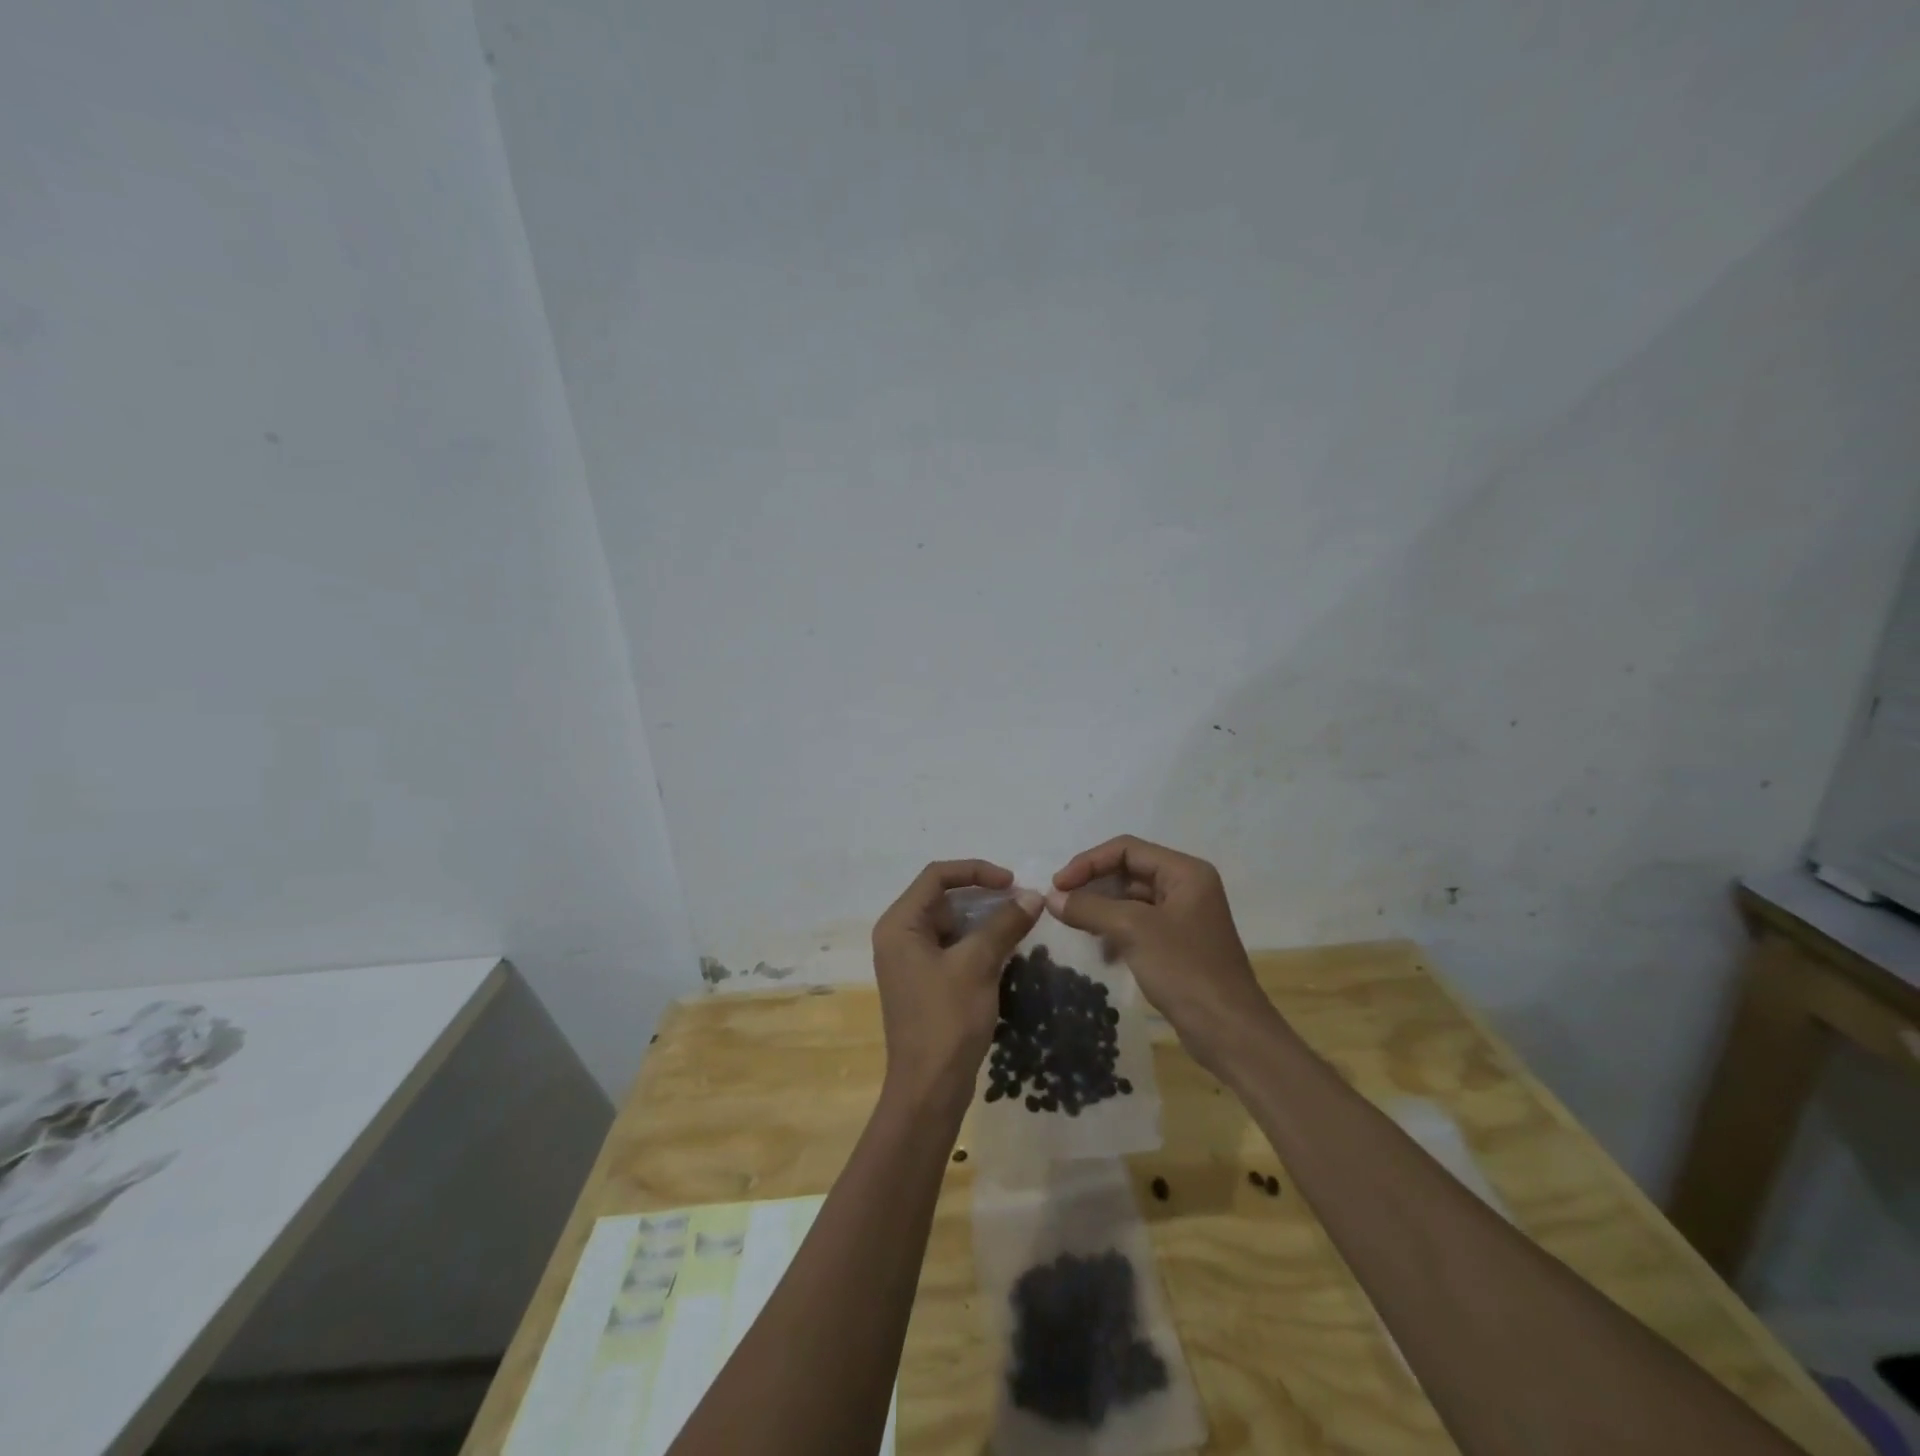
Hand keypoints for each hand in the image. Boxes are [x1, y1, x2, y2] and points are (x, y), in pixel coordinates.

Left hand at [871, 861, 1039, 1111]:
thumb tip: (1034, 896)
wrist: (929, 1088)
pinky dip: (978, 943)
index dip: (976, 871)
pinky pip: (952, 947)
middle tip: (1021, 903)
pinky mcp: (924, 981)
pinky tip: (1006, 951)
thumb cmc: (947, 1019)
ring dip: (984, 920)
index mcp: (899, 924)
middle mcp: (899, 936)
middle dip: (983, 897)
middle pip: (943, 898)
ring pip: (951, 924)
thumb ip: (1004, 924)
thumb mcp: (978, 964)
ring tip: (1019, 924)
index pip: (937, 876)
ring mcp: (910, 960)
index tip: (1011, 882)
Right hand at [1049, 836, 1278, 1075]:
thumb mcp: (1133, 931)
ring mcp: (1184, 916)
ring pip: (1131, 899)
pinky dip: (1115, 930)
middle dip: (1093, 884)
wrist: (1229, 1032)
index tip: (1057, 885)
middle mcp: (1187, 887)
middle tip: (1060, 904)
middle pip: (1129, 870)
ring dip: (1101, 908)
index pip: (1127, 849)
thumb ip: (1089, 908)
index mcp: (1185, 872)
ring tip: (1075, 925)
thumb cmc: (1185, 970)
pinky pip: (1139, 924)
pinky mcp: (1178, 944)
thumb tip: (1051, 898)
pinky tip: (1100, 950)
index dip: (1088, 862)